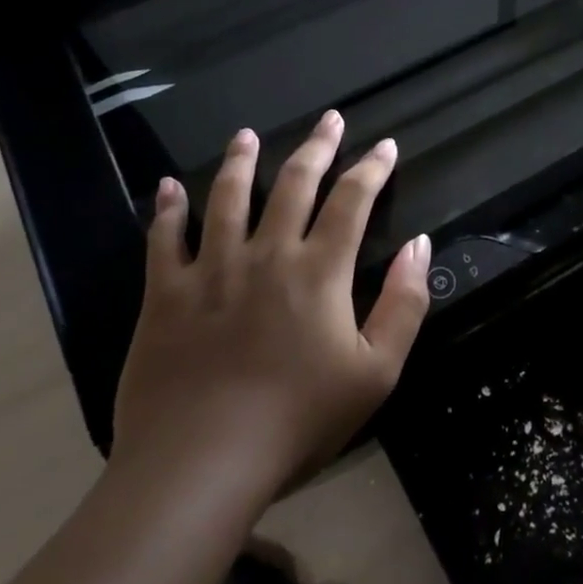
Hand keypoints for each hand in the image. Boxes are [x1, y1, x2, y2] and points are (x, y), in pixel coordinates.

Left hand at [110, 111, 430, 491]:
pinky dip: (167, 210)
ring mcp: (211, 270)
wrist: (202, 464)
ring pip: (228, 199)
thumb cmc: (298, 420)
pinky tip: (168, 188)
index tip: (385, 146)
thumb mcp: (376, 371)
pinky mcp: (165, 296)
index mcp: (319, 271)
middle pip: (294, 184)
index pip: (352, 201)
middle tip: (330, 119)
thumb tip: (418, 244)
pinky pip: (164, 240)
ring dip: (241, 162)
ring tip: (248, 135)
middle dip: (317, 147)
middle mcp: (267, 254)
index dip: (372, 169)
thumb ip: (404, 304)